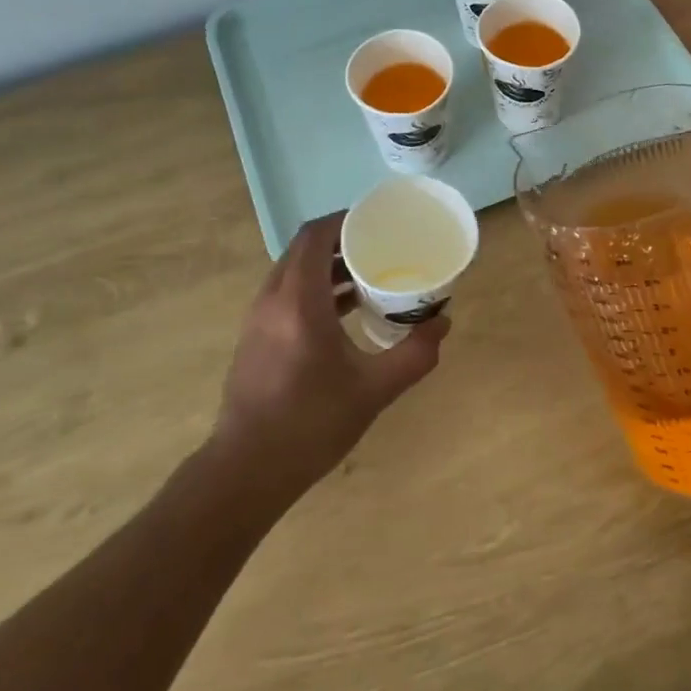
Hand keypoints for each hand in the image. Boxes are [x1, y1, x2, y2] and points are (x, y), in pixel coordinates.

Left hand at [212, 212, 448, 501]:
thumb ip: (414, 354)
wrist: (247, 470)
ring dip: (328, 265)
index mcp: (299, 302)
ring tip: (369, 275)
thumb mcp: (374, 390)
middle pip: (304, 249)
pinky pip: (287, 293)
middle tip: (381, 246)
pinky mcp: (256, 337)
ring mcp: (259, 318)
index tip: (379, 222)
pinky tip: (345, 311)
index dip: (345, 220)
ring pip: (294, 271)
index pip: (315, 236)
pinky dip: (315, 288)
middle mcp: (273, 299)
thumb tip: (442, 323)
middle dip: (342, 241)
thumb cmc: (311, 424)